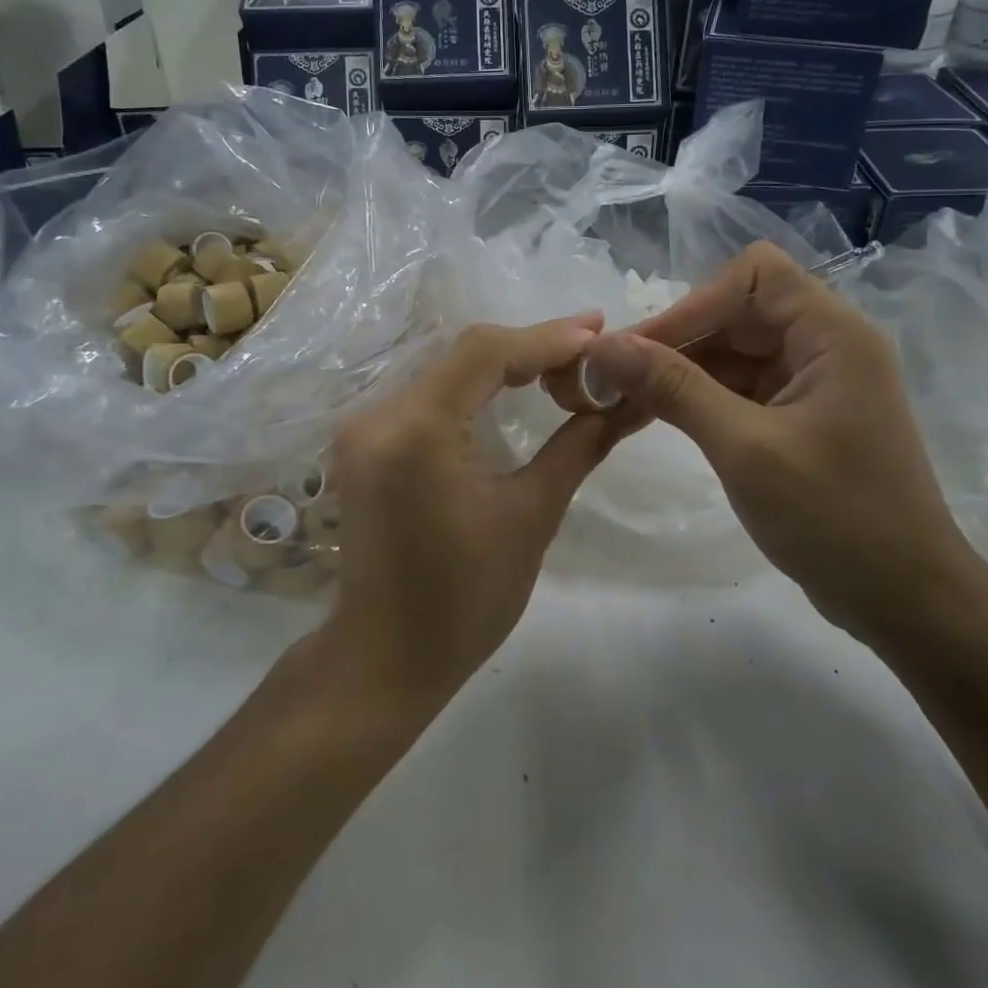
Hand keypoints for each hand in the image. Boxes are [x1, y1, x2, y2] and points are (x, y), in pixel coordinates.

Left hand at [322, 317, 626, 705]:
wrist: (385, 656)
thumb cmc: (464, 600)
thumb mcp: (532, 517)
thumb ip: (578, 447)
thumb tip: (625, 403)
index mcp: (417, 431)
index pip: (485, 353)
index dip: (546, 337)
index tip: (600, 331)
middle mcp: (378, 414)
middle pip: (464, 352)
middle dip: (531, 346)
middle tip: (591, 346)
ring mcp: (362, 425)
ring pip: (445, 367)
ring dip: (503, 362)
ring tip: (564, 361)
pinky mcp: (363, 441)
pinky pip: (427, 391)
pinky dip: (473, 384)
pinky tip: (511, 385)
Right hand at [579, 243, 984, 647]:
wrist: (906, 603)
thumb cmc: (836, 519)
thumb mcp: (745, 448)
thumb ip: (673, 388)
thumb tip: (604, 346)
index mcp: (832, 333)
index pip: (754, 275)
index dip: (694, 302)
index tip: (642, 347)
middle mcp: (826, 344)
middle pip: (739, 311)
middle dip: (678, 337)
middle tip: (615, 374)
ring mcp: (815, 382)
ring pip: (735, 350)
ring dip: (682, 368)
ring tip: (624, 396)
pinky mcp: (802, 416)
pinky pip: (742, 386)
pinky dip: (701, 395)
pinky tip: (660, 414)